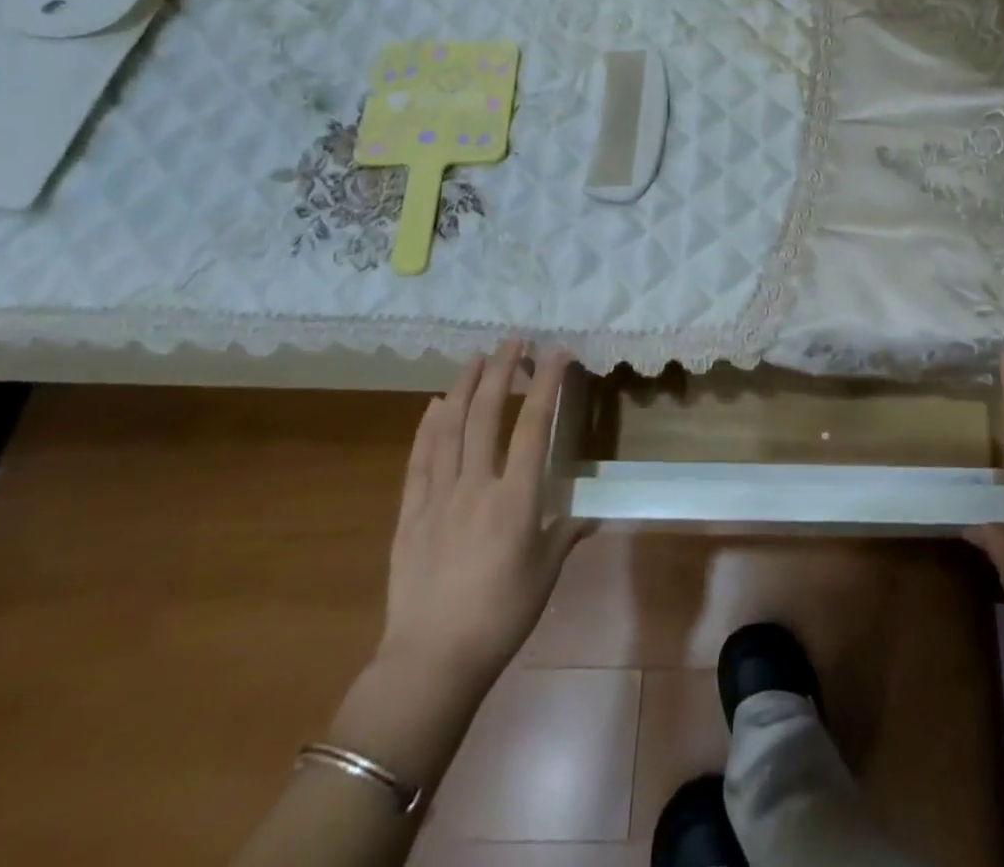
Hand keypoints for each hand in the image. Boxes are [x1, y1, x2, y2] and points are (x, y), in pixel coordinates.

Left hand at [377, 339, 586, 682]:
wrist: (430, 662)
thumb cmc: (500, 617)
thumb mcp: (544, 574)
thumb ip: (566, 534)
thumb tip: (592, 514)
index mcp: (515, 498)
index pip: (534, 426)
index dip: (547, 384)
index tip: (556, 353)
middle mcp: (476, 485)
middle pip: (487, 414)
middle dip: (502, 371)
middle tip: (513, 341)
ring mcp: (438, 497)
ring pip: (450, 427)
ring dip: (464, 387)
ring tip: (476, 357)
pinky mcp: (410, 513)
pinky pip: (419, 459)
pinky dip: (428, 426)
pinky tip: (435, 404)